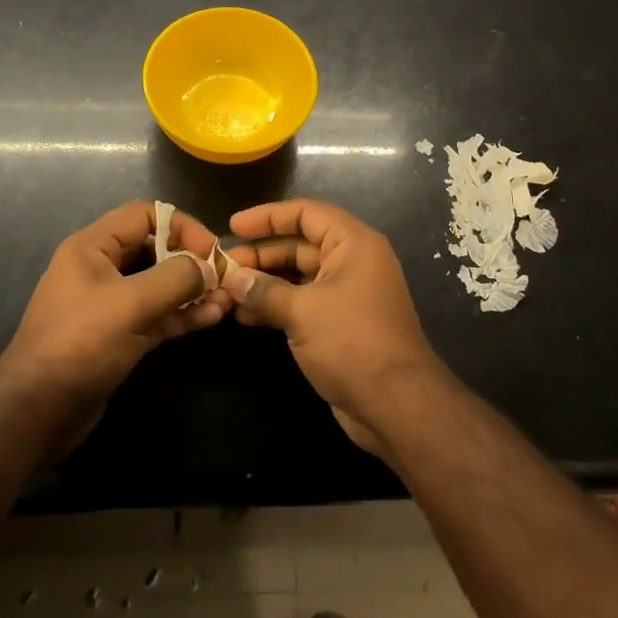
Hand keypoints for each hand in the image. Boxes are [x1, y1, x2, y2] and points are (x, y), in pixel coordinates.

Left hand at [0, 201, 231, 412]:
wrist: (36, 414)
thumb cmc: (80, 344)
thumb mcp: (131, 304)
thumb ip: (176, 278)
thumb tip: (209, 267)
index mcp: (92, 247)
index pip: (145, 215)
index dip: (182, 226)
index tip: (210, 251)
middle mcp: (101, 269)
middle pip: (155, 248)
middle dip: (192, 260)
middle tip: (224, 277)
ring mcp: (110, 304)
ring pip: (160, 285)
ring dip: (193, 290)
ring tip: (227, 299)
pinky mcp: (119, 336)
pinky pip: (157, 315)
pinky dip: (183, 314)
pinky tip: (212, 317)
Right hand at [223, 198, 445, 455]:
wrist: (395, 404)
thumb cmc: (352, 342)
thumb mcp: (303, 311)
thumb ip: (265, 291)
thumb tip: (233, 279)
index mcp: (353, 243)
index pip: (306, 213)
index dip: (268, 216)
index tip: (233, 226)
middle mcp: (351, 261)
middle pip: (299, 245)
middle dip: (261, 254)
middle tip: (223, 267)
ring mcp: (346, 293)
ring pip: (298, 276)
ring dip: (264, 282)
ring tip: (227, 292)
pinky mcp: (339, 323)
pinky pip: (302, 302)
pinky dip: (275, 305)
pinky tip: (244, 316)